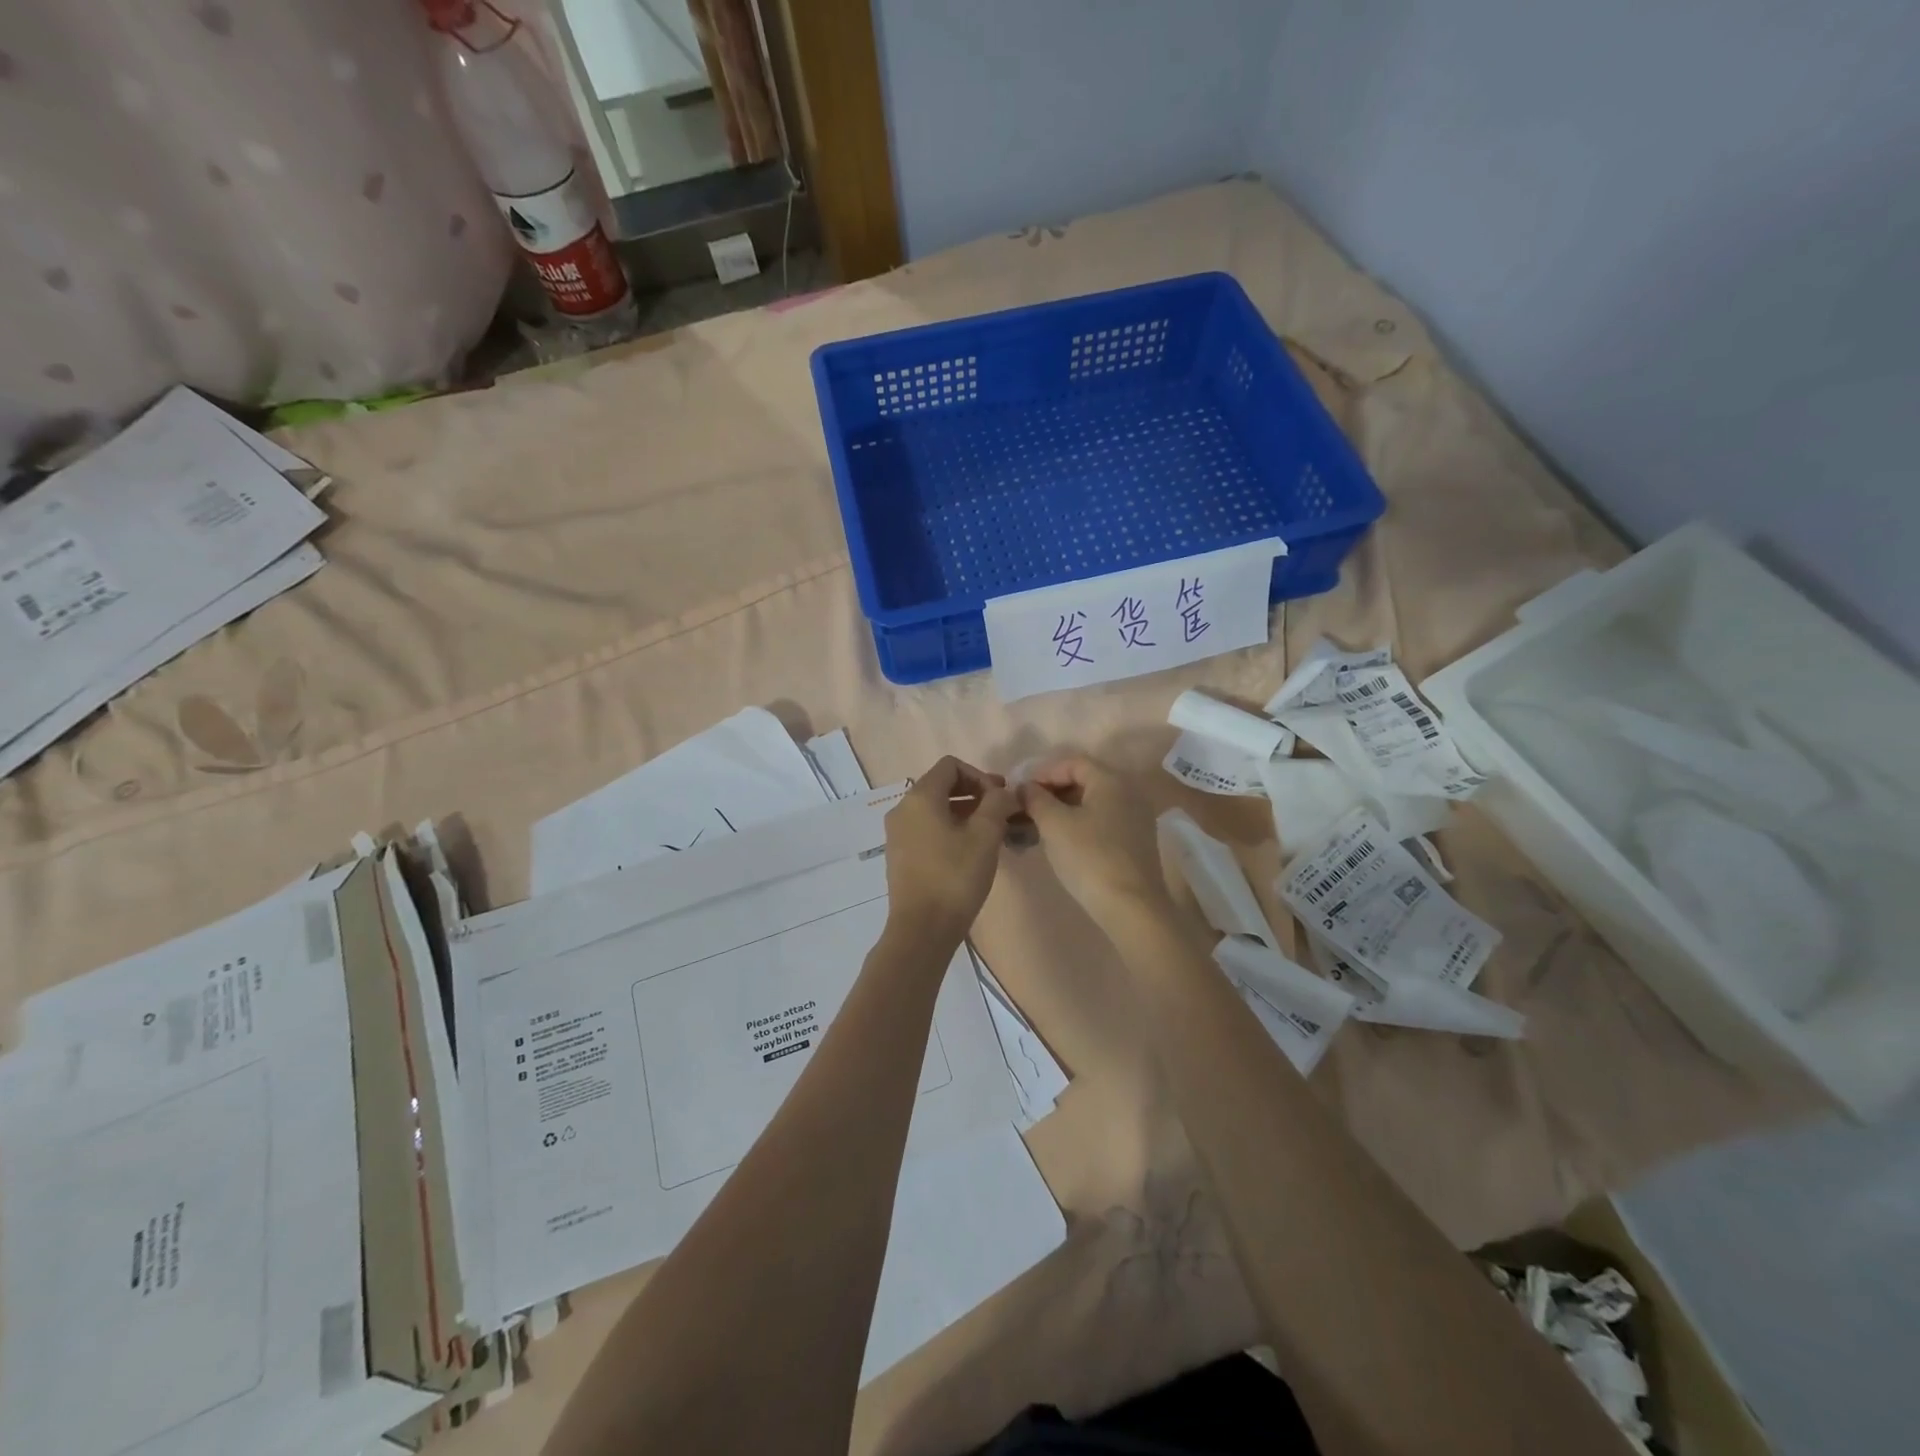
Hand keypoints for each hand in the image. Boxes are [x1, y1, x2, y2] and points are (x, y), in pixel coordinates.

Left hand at [883, 757, 1018, 945]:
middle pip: (941, 785)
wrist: (922, 929)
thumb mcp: (985, 836)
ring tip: (990, 833)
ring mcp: (897, 834)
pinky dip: (949, 829)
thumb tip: (1003, 792)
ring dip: (964, 813)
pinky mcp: (900, 855)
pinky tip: (969, 851)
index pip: (951, 765)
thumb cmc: (955, 877)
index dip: (980, 775)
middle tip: (1001, 813)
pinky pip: (926, 829)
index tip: (1000, 798)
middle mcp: (902, 809)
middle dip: (974, 793)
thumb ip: (997, 804)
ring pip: (934, 809)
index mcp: (920, 797)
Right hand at [1018, 753, 1170, 921]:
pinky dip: (1079, 823)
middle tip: (1026, 808)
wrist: (1131, 907)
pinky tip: (1061, 841)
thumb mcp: (1054, 824)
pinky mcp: (1136, 841)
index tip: (1021, 790)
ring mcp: (1136, 817)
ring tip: (1038, 826)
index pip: (1072, 762)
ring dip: (1063, 809)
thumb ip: (1035, 799)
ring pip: (1092, 803)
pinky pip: (1102, 820)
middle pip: (1084, 780)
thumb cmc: (1089, 857)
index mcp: (1111, 780)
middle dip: (1052, 791)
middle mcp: (1129, 792)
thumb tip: (1025, 787)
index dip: (1043, 772)